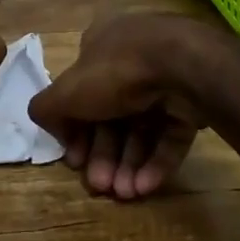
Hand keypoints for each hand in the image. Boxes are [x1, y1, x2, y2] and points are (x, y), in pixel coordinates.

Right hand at [29, 12, 234, 199]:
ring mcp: (165, 80)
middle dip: (103, 154)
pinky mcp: (192, 101)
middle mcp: (132, 59)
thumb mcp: (66, 91)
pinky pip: (169, 134)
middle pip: (111, 115)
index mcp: (101, 47)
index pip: (81, 92)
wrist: (183, 66)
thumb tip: (53, 126)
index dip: (74, 129)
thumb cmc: (117, 72)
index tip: (75, 160)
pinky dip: (156, 161)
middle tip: (100, 185)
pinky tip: (145, 186)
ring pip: (141, 129)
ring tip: (125, 193)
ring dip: (129, 164)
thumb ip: (47, 109)